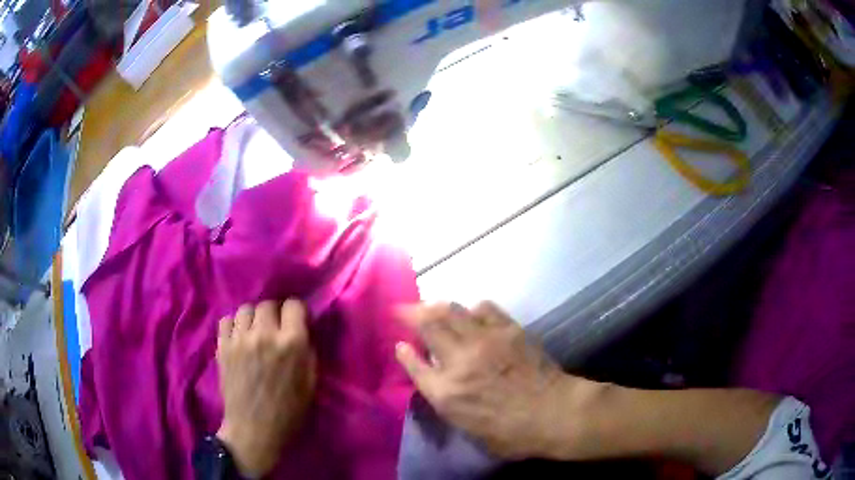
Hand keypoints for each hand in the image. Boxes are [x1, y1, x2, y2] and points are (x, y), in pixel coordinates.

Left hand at [216, 300, 316, 476]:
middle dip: (274, 313)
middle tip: (275, 329)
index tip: (296, 322)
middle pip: (267, 304)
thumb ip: (308, 352)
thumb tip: (302, 331)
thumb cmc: (288, 411)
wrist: (254, 429)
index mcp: (291, 343)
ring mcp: (240, 339)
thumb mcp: (311, 383)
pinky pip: (225, 320)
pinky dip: (233, 325)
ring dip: (253, 318)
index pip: (293, 305)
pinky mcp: (222, 346)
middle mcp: (264, 334)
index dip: (297, 312)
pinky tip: (238, 337)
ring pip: (245, 309)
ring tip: (254, 332)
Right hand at [394, 302, 606, 459]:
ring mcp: (485, 341)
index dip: (403, 352)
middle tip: (402, 308)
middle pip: (427, 325)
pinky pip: (484, 308)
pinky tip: (473, 313)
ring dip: (437, 305)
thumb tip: (433, 376)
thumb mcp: (468, 427)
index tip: (398, 343)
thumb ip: (445, 400)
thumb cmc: (510, 432)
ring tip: (432, 305)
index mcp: (446, 392)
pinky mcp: (508, 330)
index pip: (414, 365)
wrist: (554, 414)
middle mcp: (459, 361)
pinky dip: (472, 308)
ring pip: (452, 310)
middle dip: (410, 313)